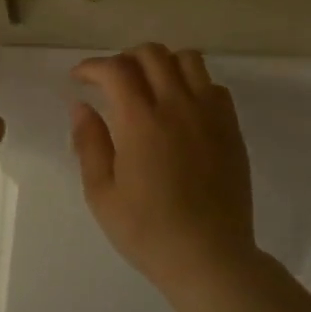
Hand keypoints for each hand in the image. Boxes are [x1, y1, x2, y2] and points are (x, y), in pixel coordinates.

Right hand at [70, 44, 259, 292]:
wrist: (209, 257)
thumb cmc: (147, 231)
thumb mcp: (102, 193)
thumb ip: (89, 143)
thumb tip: (81, 106)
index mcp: (141, 121)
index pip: (115, 70)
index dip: (92, 67)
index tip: (79, 79)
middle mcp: (178, 106)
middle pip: (152, 54)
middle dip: (124, 59)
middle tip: (110, 82)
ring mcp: (210, 115)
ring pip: (188, 60)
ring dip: (161, 63)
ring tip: (147, 86)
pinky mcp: (231, 128)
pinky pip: (213, 86)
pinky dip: (192, 83)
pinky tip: (180, 108)